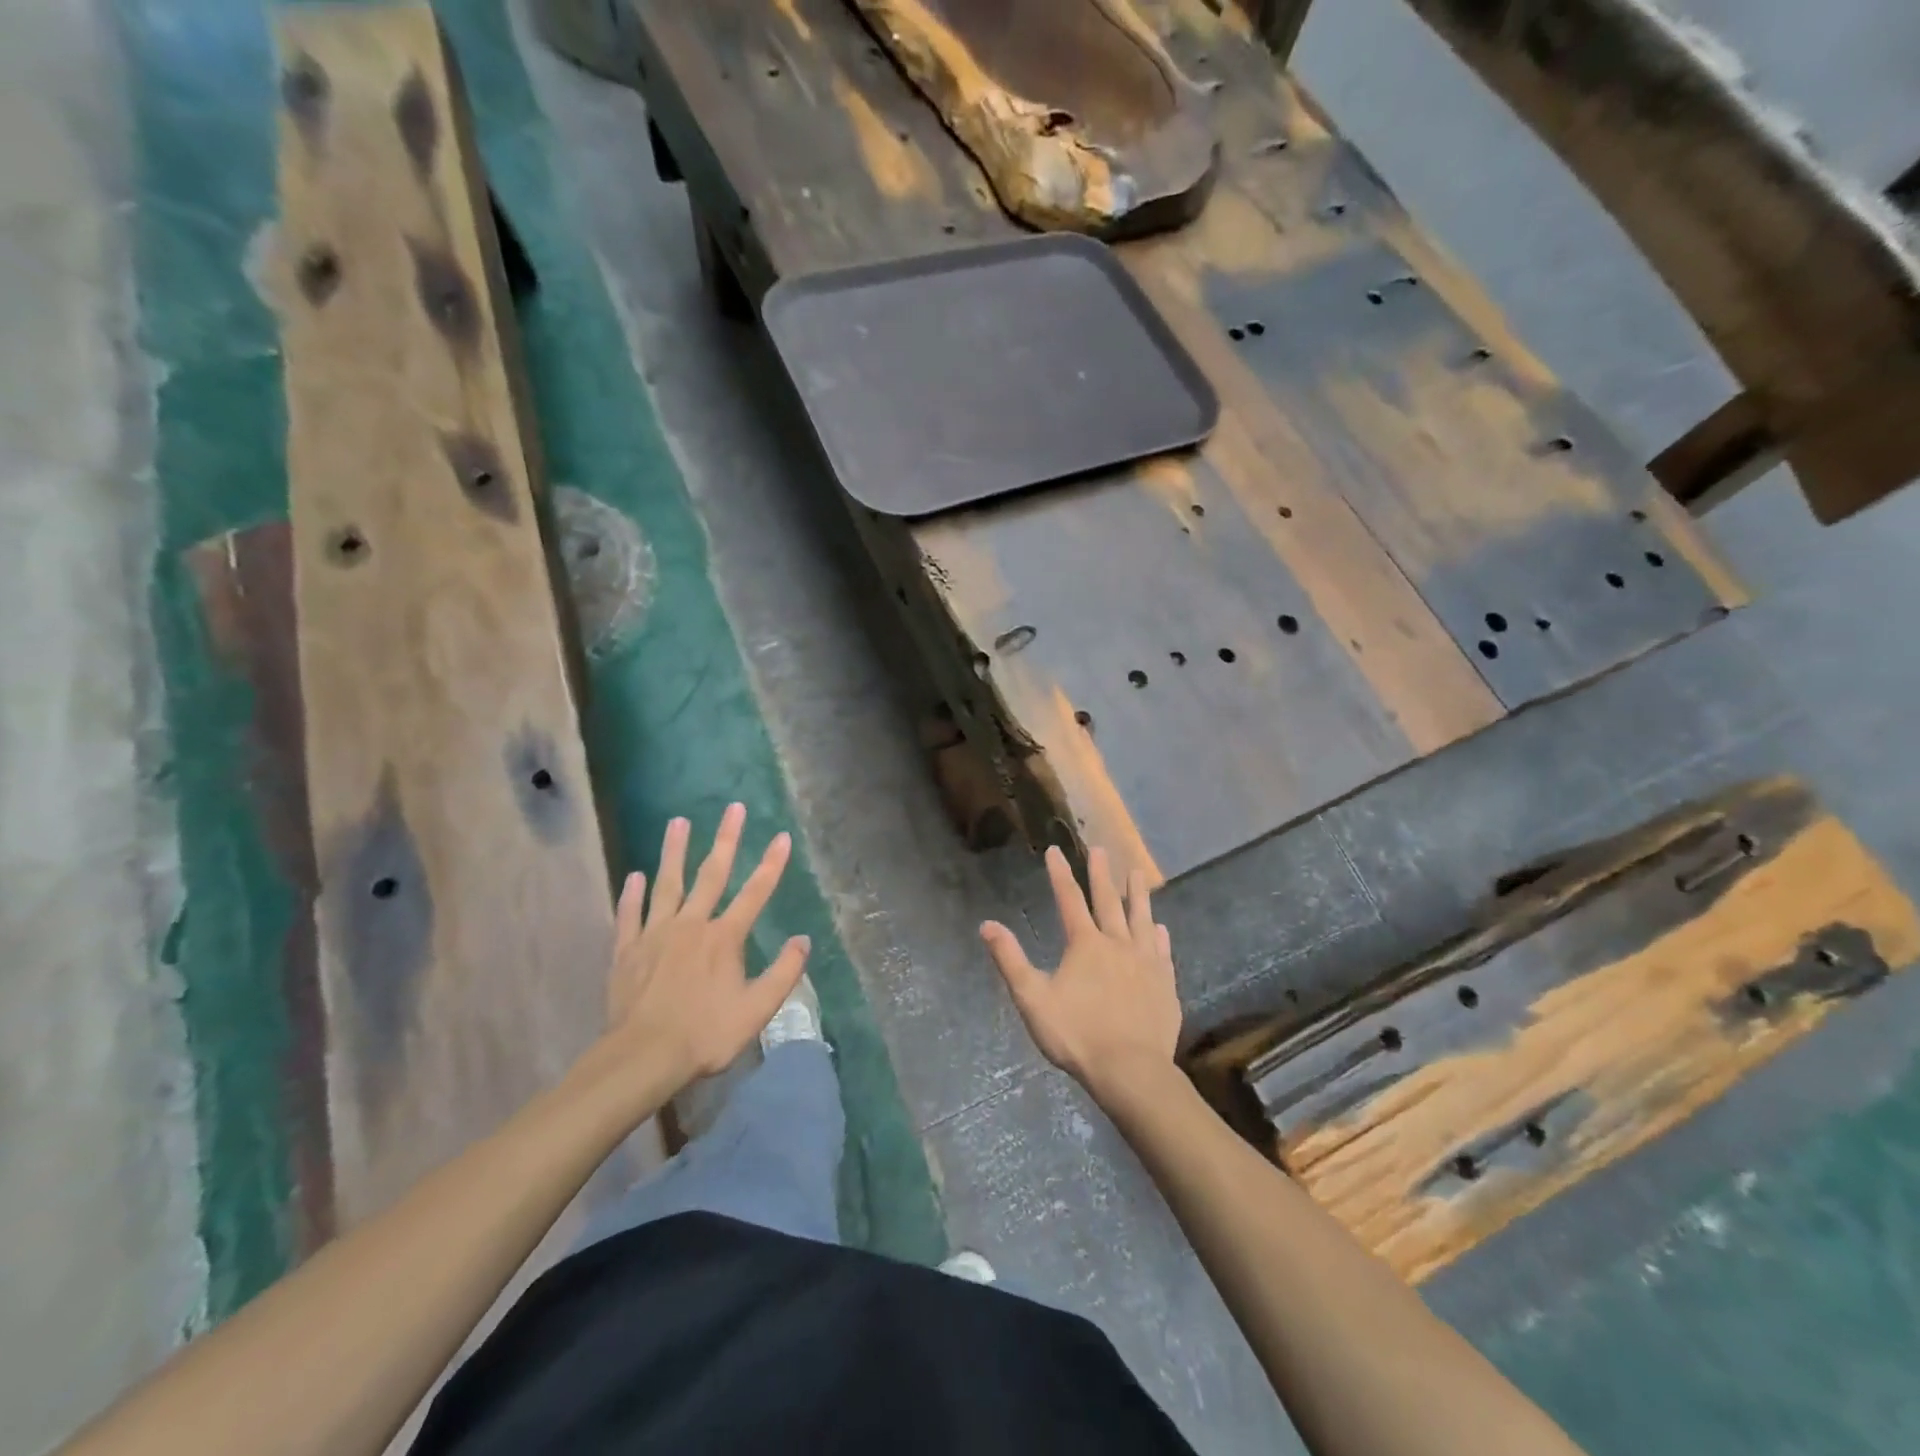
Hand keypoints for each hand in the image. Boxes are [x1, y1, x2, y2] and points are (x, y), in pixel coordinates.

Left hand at [599, 803, 810, 1097]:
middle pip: (712, 874)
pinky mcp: (628, 951)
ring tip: (678, 822)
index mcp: (725, 938)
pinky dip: (630, 895)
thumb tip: (803, 940)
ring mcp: (656, 934)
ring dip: (674, 852)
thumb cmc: (706, 1034)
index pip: (755, 893)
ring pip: (667, 884)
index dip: (772, 864)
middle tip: (734, 808)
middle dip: (726, 840)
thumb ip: (784, 973)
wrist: (643, 1057)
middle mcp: (692, 925)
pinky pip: (630, 915)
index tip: (782, 836)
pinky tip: (633, 876)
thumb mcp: (757, 1009)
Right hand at [980, 846, 1180, 1102]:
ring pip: (1141, 919)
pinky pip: (1162, 951)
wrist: (1131, 1071)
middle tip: (1101, 849)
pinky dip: (1159, 935)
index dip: (1060, 874)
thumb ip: (1010, 960)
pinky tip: (1160, 928)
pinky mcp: (1164, 984)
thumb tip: (987, 925)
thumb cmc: (1077, 1035)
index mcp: (1085, 945)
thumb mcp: (1033, 999)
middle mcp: (1117, 944)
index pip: (1069, 900)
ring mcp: (1146, 962)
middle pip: (1108, 901)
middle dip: (1101, 874)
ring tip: (1137, 873)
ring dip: (1138, 894)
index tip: (1055, 850)